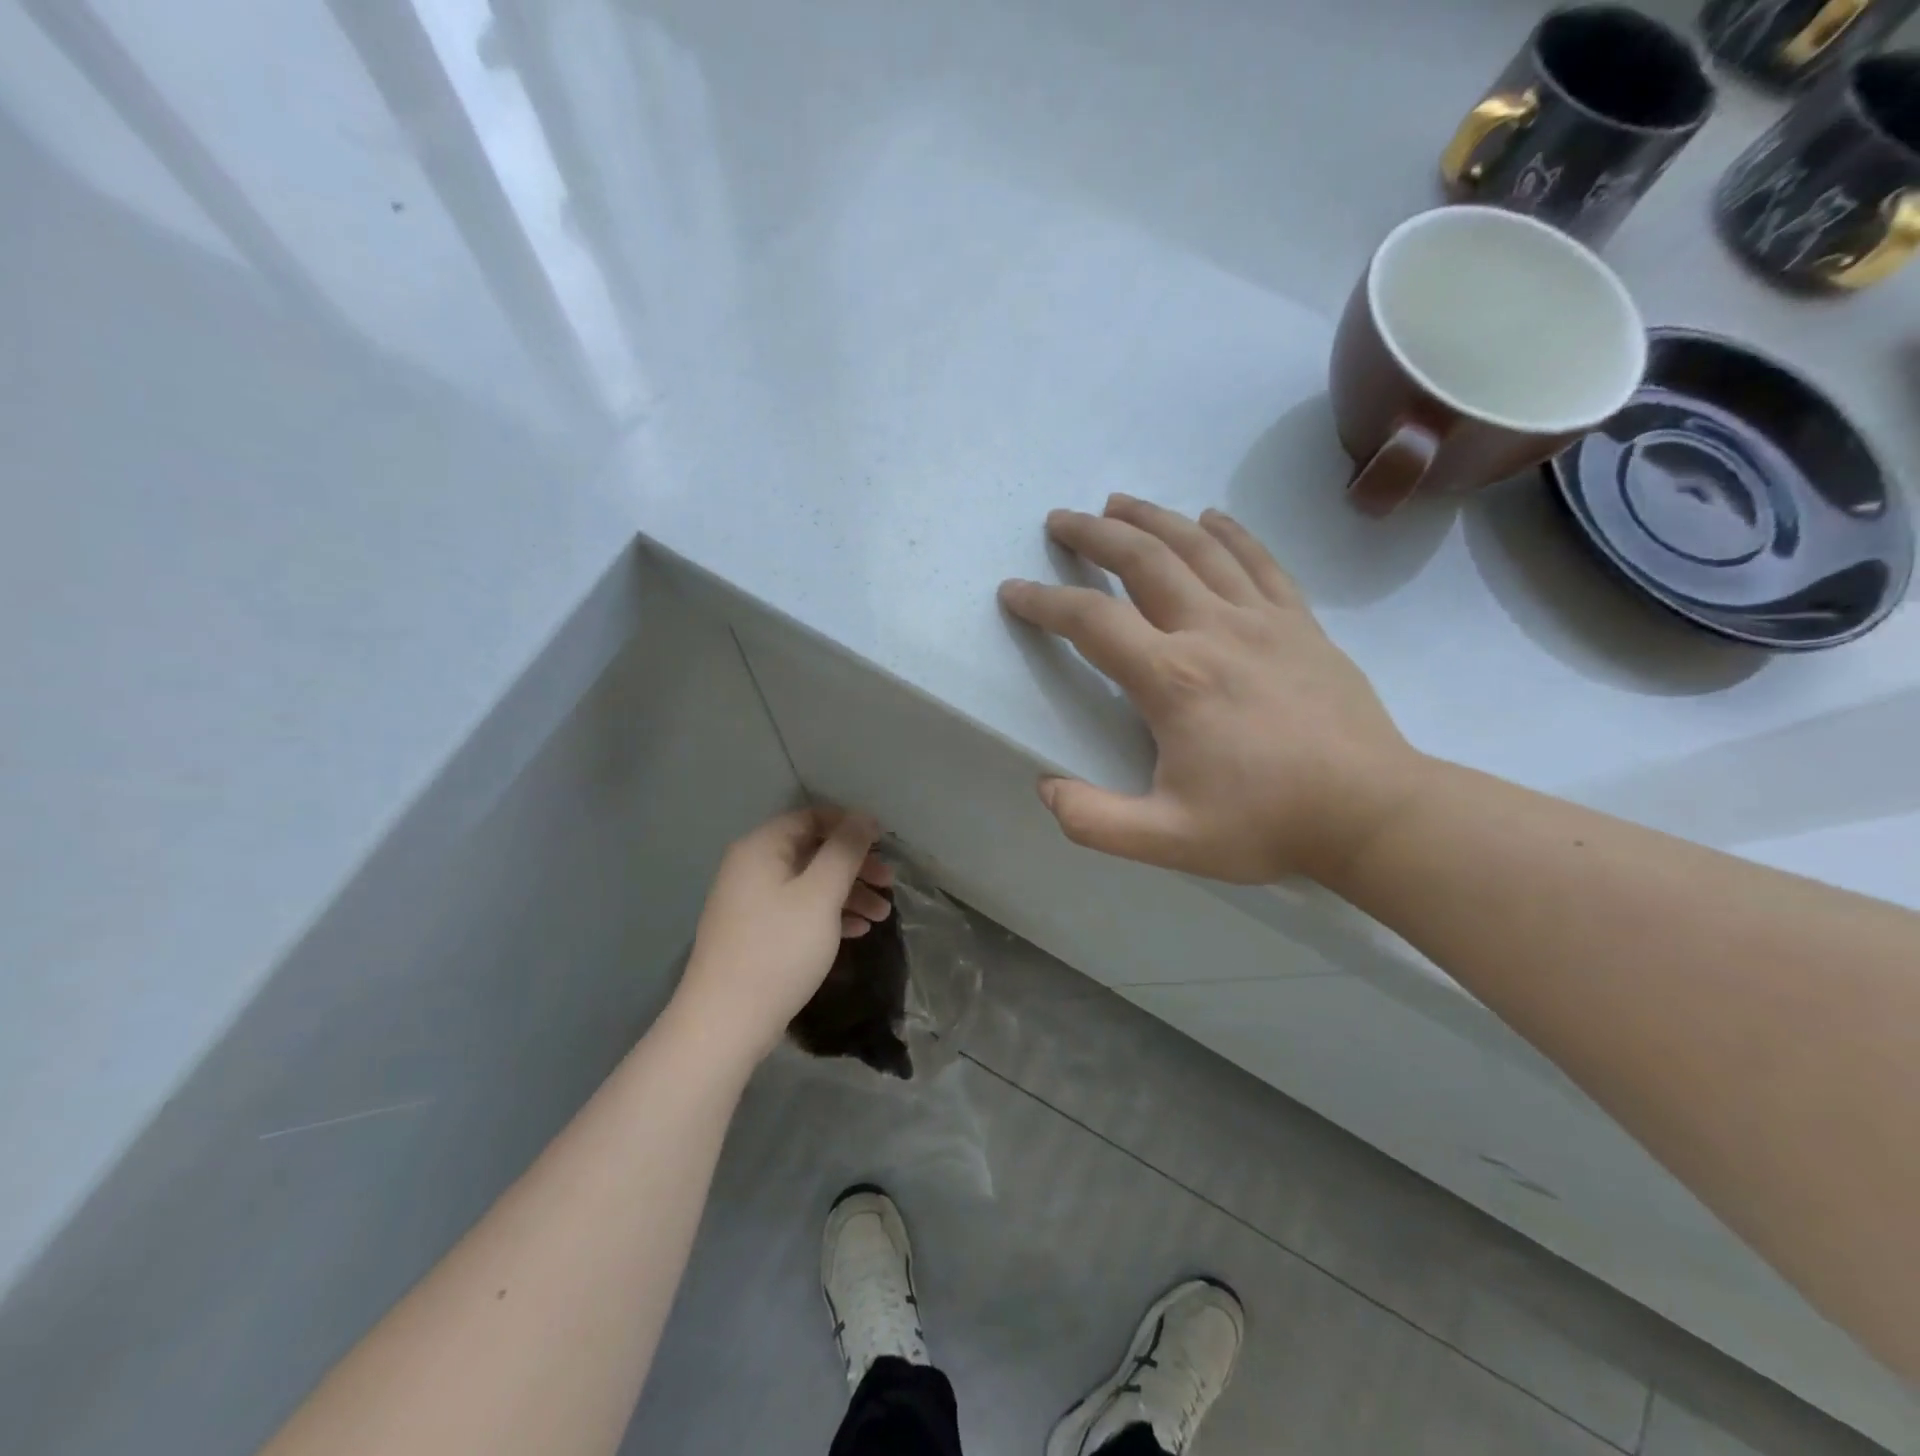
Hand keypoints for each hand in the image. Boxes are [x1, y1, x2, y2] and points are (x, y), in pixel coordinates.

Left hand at [675, 808, 893, 1059]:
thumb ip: (845, 851)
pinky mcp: (756, 932)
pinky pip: (798, 909)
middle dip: (855, 865)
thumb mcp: (820, 894)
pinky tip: (857, 931)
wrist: (725, 1022)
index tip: (885, 844)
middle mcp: (752, 866)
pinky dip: (828, 914)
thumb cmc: (778, 949)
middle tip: (890, 884)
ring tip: (882, 916)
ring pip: (809, 883)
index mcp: (762, 847)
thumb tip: (864, 816)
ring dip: (848, 893)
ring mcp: (751, 901)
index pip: (812, 817)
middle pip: (813, 850)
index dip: (851, 825)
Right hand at [998, 495, 1427, 884]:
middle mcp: (1213, 630)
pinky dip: (1230, 532)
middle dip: (1094, 535)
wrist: (1372, 811)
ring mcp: (1263, 620)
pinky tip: (1210, 517)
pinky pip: (1261, 561)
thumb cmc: (1267, 822)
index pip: (1092, 622)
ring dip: (1152, 518)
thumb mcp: (1168, 840)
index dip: (1044, 602)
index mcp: (1173, 679)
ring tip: (1118, 503)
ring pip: (1199, 548)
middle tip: (1061, 521)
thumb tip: (1045, 787)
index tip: (1014, 591)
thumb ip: (1095, 820)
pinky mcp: (1301, 623)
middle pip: (1143, 560)